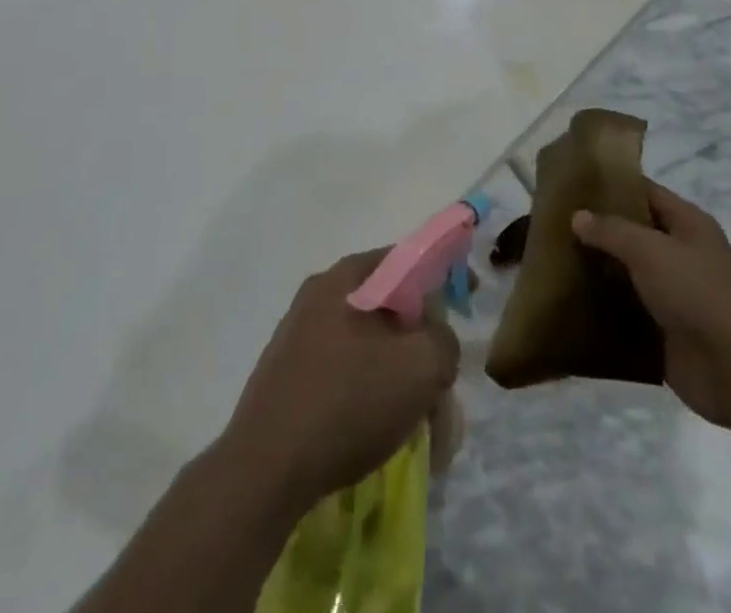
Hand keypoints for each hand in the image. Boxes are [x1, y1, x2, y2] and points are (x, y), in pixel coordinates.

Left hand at [219, 250, 460, 514]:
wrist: (264, 471)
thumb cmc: (347, 403)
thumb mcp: (421, 367)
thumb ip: (444, 340)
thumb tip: (436, 342)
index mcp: (346, 277)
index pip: (407, 258)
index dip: (443, 276)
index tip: (467, 301)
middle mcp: (319, 295)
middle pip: (389, 305)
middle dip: (421, 342)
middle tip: (441, 383)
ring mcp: (298, 335)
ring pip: (368, 345)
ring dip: (398, 375)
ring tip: (417, 421)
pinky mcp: (287, 376)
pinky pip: (343, 372)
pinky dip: (369, 394)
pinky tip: (379, 432)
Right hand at [572, 181, 730, 431]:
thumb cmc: (697, 293)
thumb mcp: (650, 250)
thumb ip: (611, 231)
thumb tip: (578, 216)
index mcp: (688, 224)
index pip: (645, 192)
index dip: (612, 185)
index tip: (573, 184)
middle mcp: (682, 254)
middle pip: (634, 233)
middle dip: (598, 230)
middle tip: (554, 225)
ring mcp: (675, 295)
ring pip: (629, 274)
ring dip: (599, 271)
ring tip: (554, 262)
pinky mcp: (666, 333)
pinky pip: (629, 313)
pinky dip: (605, 309)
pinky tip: (572, 304)